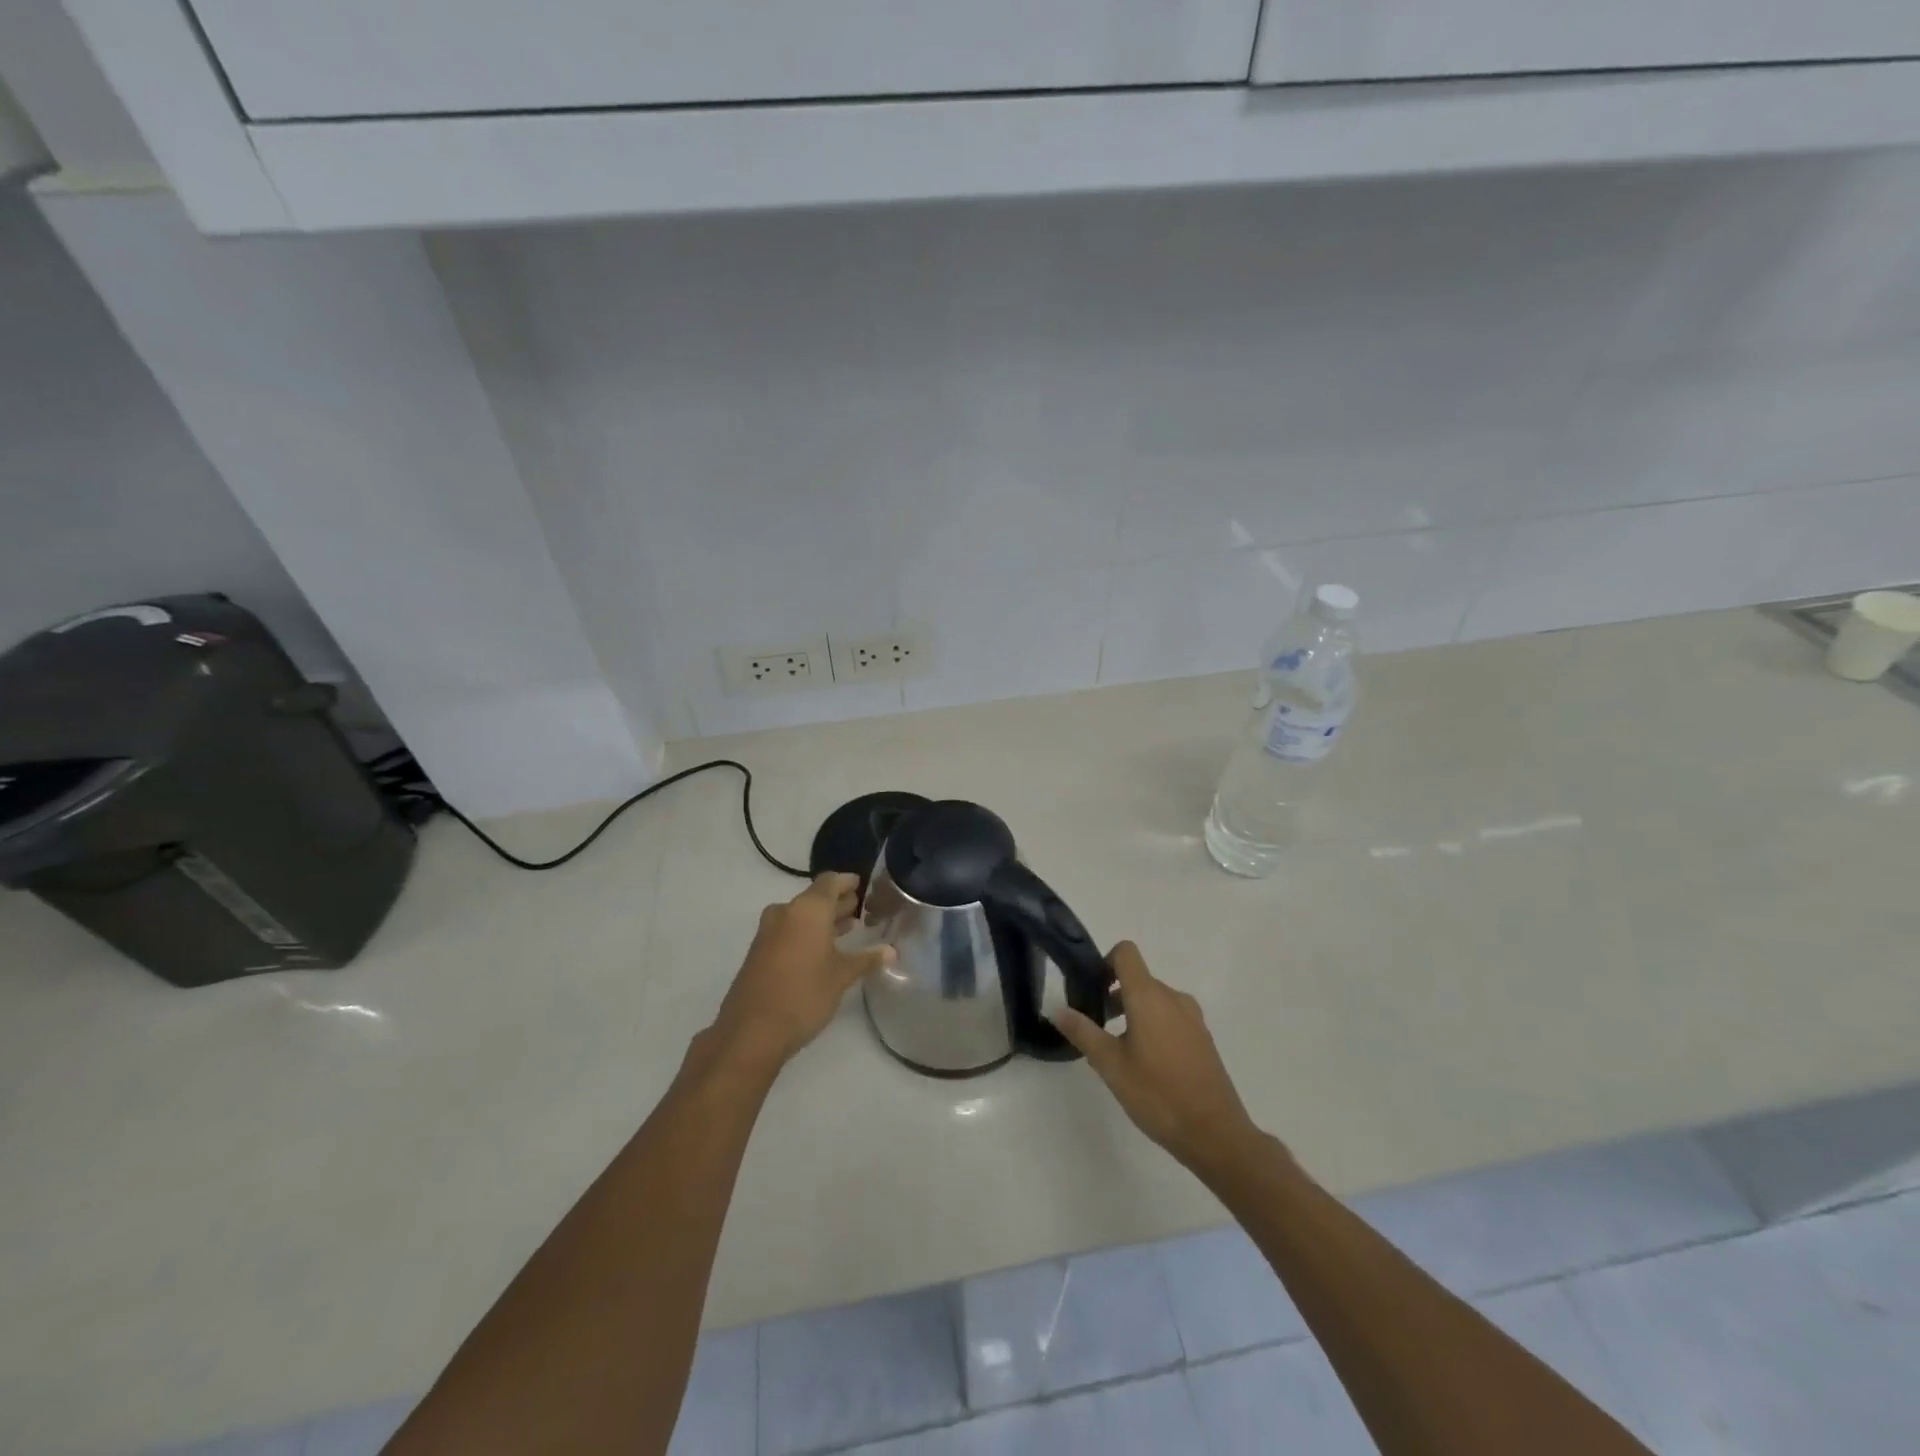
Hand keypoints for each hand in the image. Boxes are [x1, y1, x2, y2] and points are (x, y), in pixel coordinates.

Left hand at [710, 873, 893, 1067]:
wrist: (751, 1031)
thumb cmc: (804, 994)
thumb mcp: (842, 976)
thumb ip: (867, 959)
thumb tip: (891, 951)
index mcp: (808, 910)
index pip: (830, 881)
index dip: (847, 881)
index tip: (861, 884)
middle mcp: (785, 912)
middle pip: (815, 898)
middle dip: (837, 902)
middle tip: (859, 908)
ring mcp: (768, 932)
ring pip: (800, 916)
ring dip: (822, 920)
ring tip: (846, 928)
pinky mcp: (758, 952)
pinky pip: (788, 931)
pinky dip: (807, 933)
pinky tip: (822, 951)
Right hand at [1052, 942, 1264, 1174]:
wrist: (1215, 1133)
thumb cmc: (1157, 1094)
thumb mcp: (1110, 1065)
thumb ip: (1083, 1032)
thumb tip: (1058, 1009)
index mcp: (1149, 996)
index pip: (1126, 953)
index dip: (1105, 962)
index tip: (1092, 990)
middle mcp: (1173, 998)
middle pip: (1138, 979)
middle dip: (1114, 995)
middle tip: (1096, 1027)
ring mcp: (1192, 1018)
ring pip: (1155, 1000)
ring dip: (1133, 1012)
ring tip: (1119, 1050)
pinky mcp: (1203, 1038)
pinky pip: (1171, 1017)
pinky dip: (1153, 1026)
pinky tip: (1146, 1064)